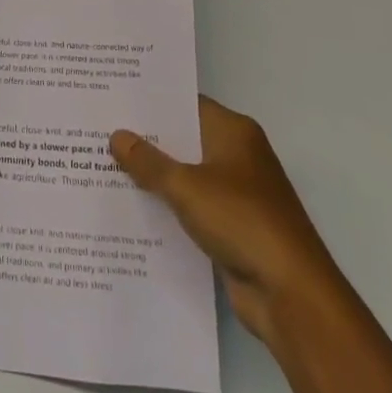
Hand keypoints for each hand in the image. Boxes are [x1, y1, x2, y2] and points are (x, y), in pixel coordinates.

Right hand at [111, 98, 337, 342]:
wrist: (291, 295)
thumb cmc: (241, 221)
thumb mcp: (186, 186)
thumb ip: (149, 162)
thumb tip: (117, 135)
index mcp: (234, 132)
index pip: (186, 104)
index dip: (151, 102)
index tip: (114, 98)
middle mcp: (237, 155)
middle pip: (184, 139)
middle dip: (147, 139)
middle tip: (100, 130)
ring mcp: (237, 194)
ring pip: (186, 175)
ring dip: (155, 176)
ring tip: (104, 166)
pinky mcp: (233, 228)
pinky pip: (192, 208)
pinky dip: (168, 208)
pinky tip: (131, 208)